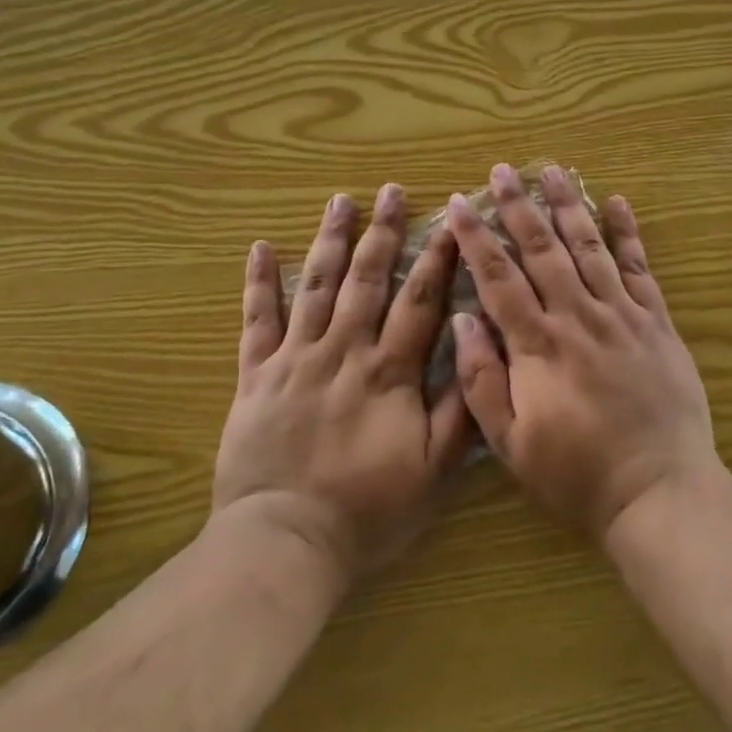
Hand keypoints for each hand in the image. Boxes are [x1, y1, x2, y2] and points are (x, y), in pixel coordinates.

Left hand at [214, 185, 473, 583]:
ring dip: (330, 239)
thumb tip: (475, 348)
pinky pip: (257, 320)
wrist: (285, 540)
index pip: (419, 300)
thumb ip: (458, 410)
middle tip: (391, 191)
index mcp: (388, 371)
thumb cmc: (367, 510)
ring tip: (340, 200)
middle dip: (383, 231)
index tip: (449, 220)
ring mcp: (296, 357)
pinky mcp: (256, 374)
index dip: (437, 257)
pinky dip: (258, 282)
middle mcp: (344, 350)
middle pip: (367, 278)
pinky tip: (259, 247)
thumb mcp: (432, 472)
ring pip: (316, 285)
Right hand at [445, 163, 719, 542]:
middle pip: (542, 249)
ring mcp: (620, 314)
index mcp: (538, 345)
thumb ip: (482, 379)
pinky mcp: (655, 321)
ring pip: (588, 247)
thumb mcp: (511, 443)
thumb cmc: (576, 473)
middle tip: (501, 170)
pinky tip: (616, 202)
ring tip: (551, 170)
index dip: (476, 237)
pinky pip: (638, 267)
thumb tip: (462, 319)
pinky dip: (627, 232)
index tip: (460, 204)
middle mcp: (577, 317)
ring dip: (567, 205)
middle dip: (518, 207)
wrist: (658, 490)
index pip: (498, 278)